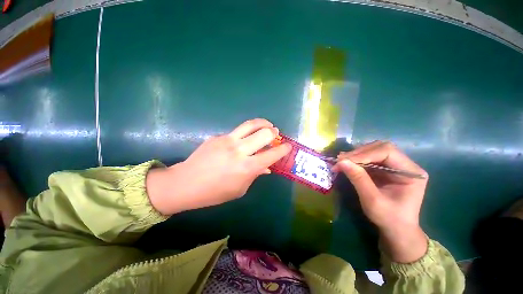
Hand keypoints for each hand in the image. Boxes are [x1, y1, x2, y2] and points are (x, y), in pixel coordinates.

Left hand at [146, 119, 290, 214]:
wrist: (186, 183)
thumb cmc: (215, 192)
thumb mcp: (240, 189)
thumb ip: (255, 175)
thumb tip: (267, 167)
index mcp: (247, 167)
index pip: (271, 154)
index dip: (283, 149)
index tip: (288, 146)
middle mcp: (240, 151)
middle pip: (263, 134)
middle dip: (274, 133)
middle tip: (276, 133)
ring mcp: (227, 140)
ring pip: (250, 125)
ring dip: (263, 123)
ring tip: (268, 124)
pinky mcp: (218, 136)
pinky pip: (236, 132)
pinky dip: (245, 133)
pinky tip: (244, 139)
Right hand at [333, 141, 428, 262]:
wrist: (396, 230)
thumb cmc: (389, 218)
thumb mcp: (372, 201)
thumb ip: (358, 179)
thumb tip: (341, 162)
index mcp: (411, 173)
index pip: (387, 152)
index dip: (364, 154)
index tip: (344, 161)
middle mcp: (406, 165)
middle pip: (381, 148)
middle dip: (359, 153)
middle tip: (340, 160)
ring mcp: (396, 166)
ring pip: (374, 150)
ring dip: (356, 155)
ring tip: (341, 161)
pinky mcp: (386, 168)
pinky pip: (370, 158)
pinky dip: (356, 159)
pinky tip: (347, 163)